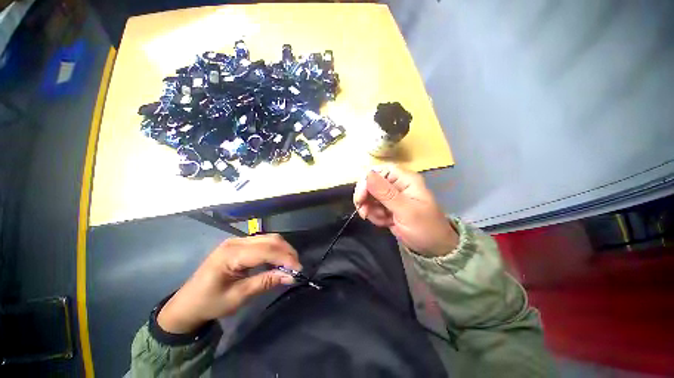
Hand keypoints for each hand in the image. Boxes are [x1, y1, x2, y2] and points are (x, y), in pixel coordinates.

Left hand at [157, 234, 300, 333]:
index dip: (285, 258)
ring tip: (291, 264)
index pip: (266, 250)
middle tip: (297, 267)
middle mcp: (236, 241)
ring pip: (269, 238)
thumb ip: (265, 282)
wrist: (187, 303)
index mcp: (231, 254)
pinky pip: (264, 242)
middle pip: (270, 240)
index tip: (298, 270)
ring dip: (283, 249)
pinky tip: (279, 260)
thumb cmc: (210, 303)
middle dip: (287, 252)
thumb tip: (290, 276)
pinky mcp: (240, 244)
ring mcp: (237, 241)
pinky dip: (275, 249)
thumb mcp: (238, 297)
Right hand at [353, 165, 458, 256]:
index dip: (366, 182)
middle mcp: (396, 184)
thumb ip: (386, 193)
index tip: (361, 198)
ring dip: (370, 209)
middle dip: (366, 199)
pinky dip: (374, 215)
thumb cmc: (425, 228)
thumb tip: (368, 174)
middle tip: (365, 213)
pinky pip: (372, 207)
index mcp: (404, 179)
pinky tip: (384, 222)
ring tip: (382, 220)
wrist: (432, 248)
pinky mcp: (386, 206)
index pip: (378, 171)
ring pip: (369, 196)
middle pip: (370, 183)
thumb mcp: (406, 211)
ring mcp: (391, 196)